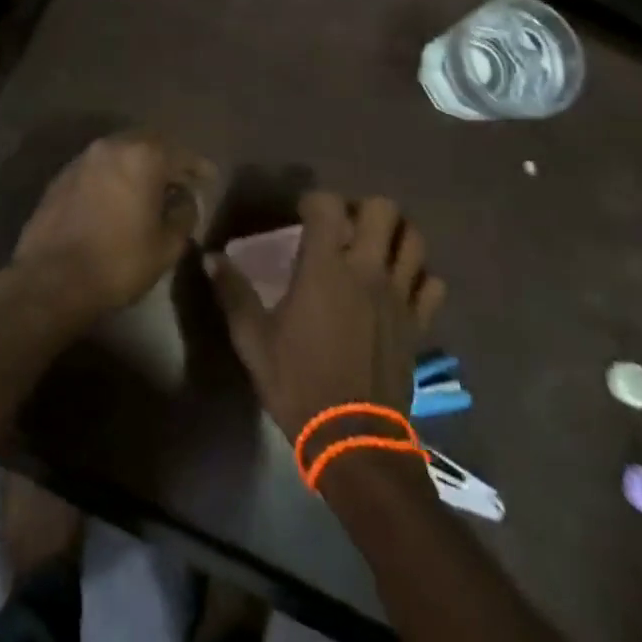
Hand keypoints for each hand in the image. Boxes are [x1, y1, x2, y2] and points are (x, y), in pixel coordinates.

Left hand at [6, 131, 215, 336]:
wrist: (51, 279)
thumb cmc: (118, 262)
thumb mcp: (166, 245)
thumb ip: (183, 214)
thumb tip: (184, 199)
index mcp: (143, 156)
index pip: (181, 153)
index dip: (198, 166)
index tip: (209, 178)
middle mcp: (112, 146)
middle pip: (148, 143)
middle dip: (167, 159)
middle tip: (180, 179)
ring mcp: (83, 159)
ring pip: (120, 152)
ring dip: (138, 165)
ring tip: (149, 188)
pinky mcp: (61, 176)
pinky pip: (98, 167)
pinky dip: (114, 175)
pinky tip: (118, 197)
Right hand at [208, 193, 445, 442]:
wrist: (353, 441)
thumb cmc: (298, 383)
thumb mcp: (253, 339)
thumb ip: (233, 292)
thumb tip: (210, 257)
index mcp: (325, 267)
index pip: (327, 204)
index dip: (314, 200)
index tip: (301, 215)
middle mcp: (367, 270)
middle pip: (382, 209)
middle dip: (361, 208)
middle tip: (343, 227)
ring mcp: (398, 295)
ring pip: (413, 239)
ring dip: (394, 234)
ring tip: (373, 247)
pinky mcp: (418, 323)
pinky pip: (432, 283)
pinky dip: (418, 276)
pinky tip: (399, 286)